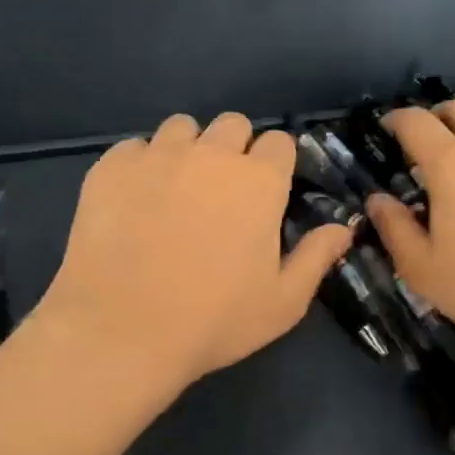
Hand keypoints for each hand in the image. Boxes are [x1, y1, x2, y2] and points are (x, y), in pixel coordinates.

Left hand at [36, 112, 354, 395]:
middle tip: (221, 193)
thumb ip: (316, 256)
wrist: (122, 330)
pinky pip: (133, 148)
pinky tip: (134, 202)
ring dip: (187, 150)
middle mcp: (210, 154)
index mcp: (258, 181)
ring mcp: (157, 156)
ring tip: (175, 191)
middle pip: (232, 124)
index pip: (279, 141)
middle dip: (233, 149)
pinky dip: (140, 166)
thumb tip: (344, 226)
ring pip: (181, 128)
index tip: (265, 193)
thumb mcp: (283, 302)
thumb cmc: (214, 320)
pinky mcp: (111, 167)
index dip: (275, 164)